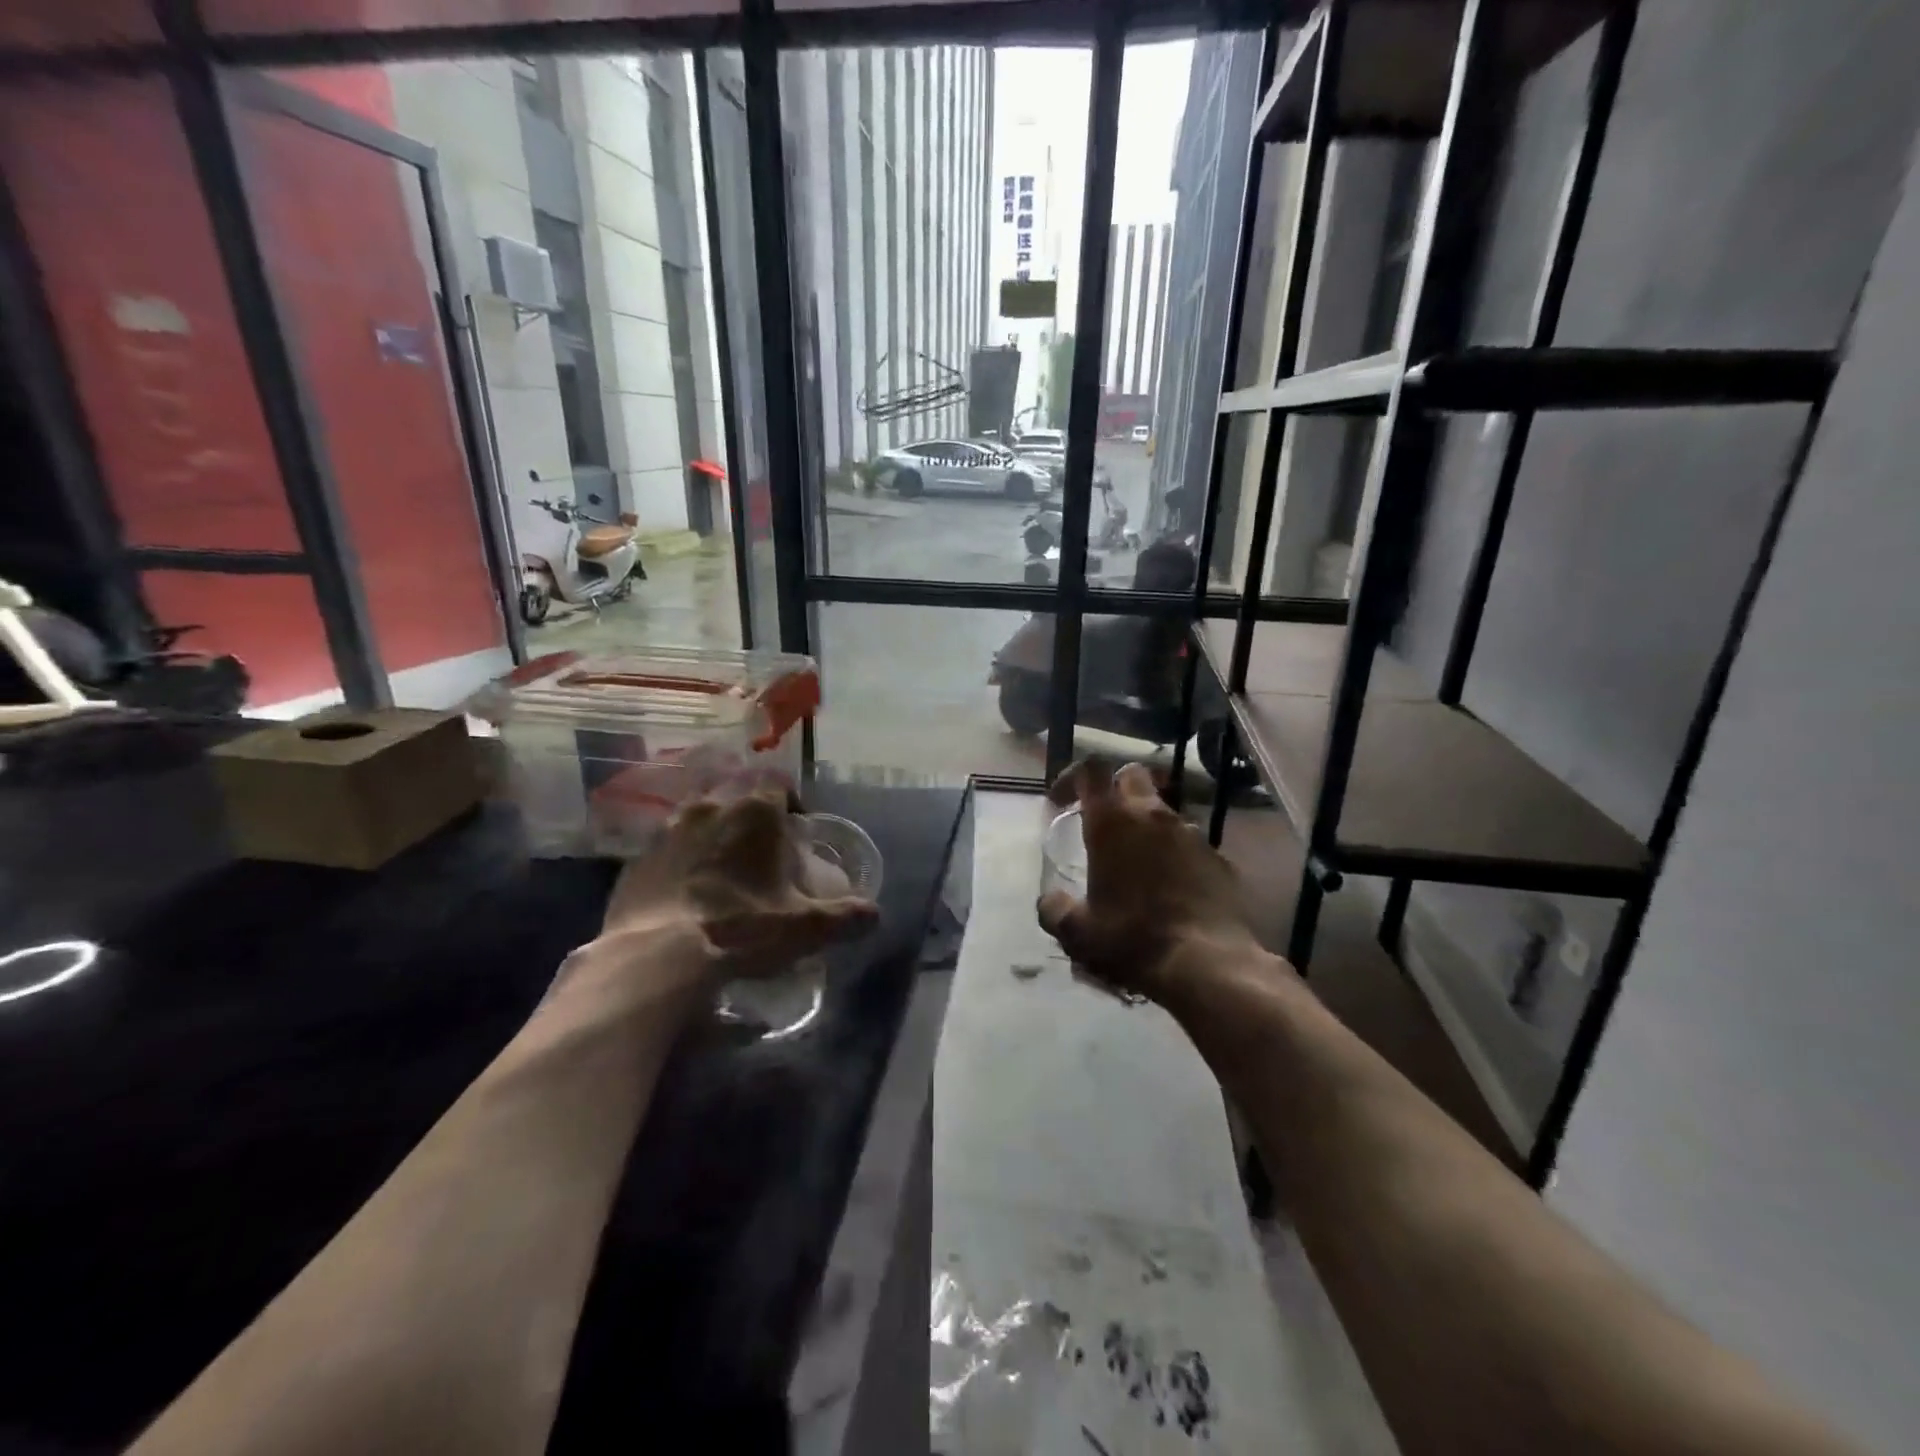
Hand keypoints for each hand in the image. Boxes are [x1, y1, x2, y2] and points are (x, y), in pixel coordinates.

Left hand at [598, 789, 878, 985]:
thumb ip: (847, 916)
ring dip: (713, 836)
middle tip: (761, 853)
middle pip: (736, 797)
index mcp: (754, 811)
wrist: (657, 958)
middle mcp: (709, 808)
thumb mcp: (807, 928)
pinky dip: (680, 863)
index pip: (779, 785)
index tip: (797, 832)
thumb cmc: (742, 929)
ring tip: (723, 872)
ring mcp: (667, 831)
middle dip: (751, 818)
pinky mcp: (636, 860)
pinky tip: (686, 895)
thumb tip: (875, 914)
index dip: (792, 805)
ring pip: (698, 819)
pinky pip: (667, 850)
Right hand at [1037, 761, 1268, 1003]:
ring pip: (1164, 811)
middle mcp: (1153, 816)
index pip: (1091, 770)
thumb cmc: (1132, 939)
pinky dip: (1175, 855)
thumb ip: (1055, 910)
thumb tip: (1050, 901)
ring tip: (1137, 863)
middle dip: (1114, 789)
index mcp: (1112, 822)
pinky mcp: (1219, 858)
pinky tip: (1170, 888)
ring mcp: (1192, 834)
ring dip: (1146, 825)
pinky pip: (1190, 844)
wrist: (1207, 965)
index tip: (1061, 801)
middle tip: (1103, 821)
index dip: (1073, 777)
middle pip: (1132, 776)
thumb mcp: (1077, 932)